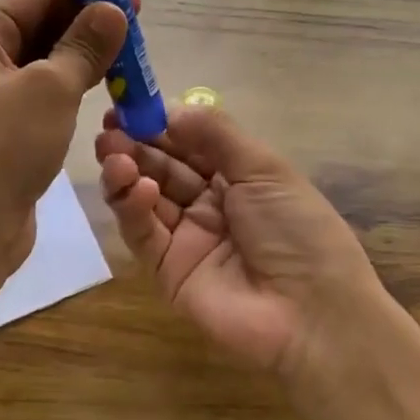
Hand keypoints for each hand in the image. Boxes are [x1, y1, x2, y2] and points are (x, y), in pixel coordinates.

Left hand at [0, 0, 126, 277]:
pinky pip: (32, 95)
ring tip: (127, 60)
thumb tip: (113, 9)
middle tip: (137, 31)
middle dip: (85, 26)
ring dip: (79, 59)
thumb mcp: (50, 90)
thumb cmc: (1, 150)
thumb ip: (84, 46)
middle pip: (35, 26)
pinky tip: (98, 91)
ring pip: (36, 63)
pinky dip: (64, 89)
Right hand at [95, 105, 383, 380]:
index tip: (131, 105)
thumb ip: (216, 135)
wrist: (311, 314)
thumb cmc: (297, 229)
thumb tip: (170, 108)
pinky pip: (144, 233)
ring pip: (145, 198)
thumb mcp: (265, 169)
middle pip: (162, 168)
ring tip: (112, 152)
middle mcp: (209, 205)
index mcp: (238, 178)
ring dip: (126, 171)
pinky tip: (137, 188)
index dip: (161, 124)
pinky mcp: (166, 270)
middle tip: (108, 128)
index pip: (189, 144)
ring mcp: (186, 238)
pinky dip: (134, 207)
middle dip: (135, 145)